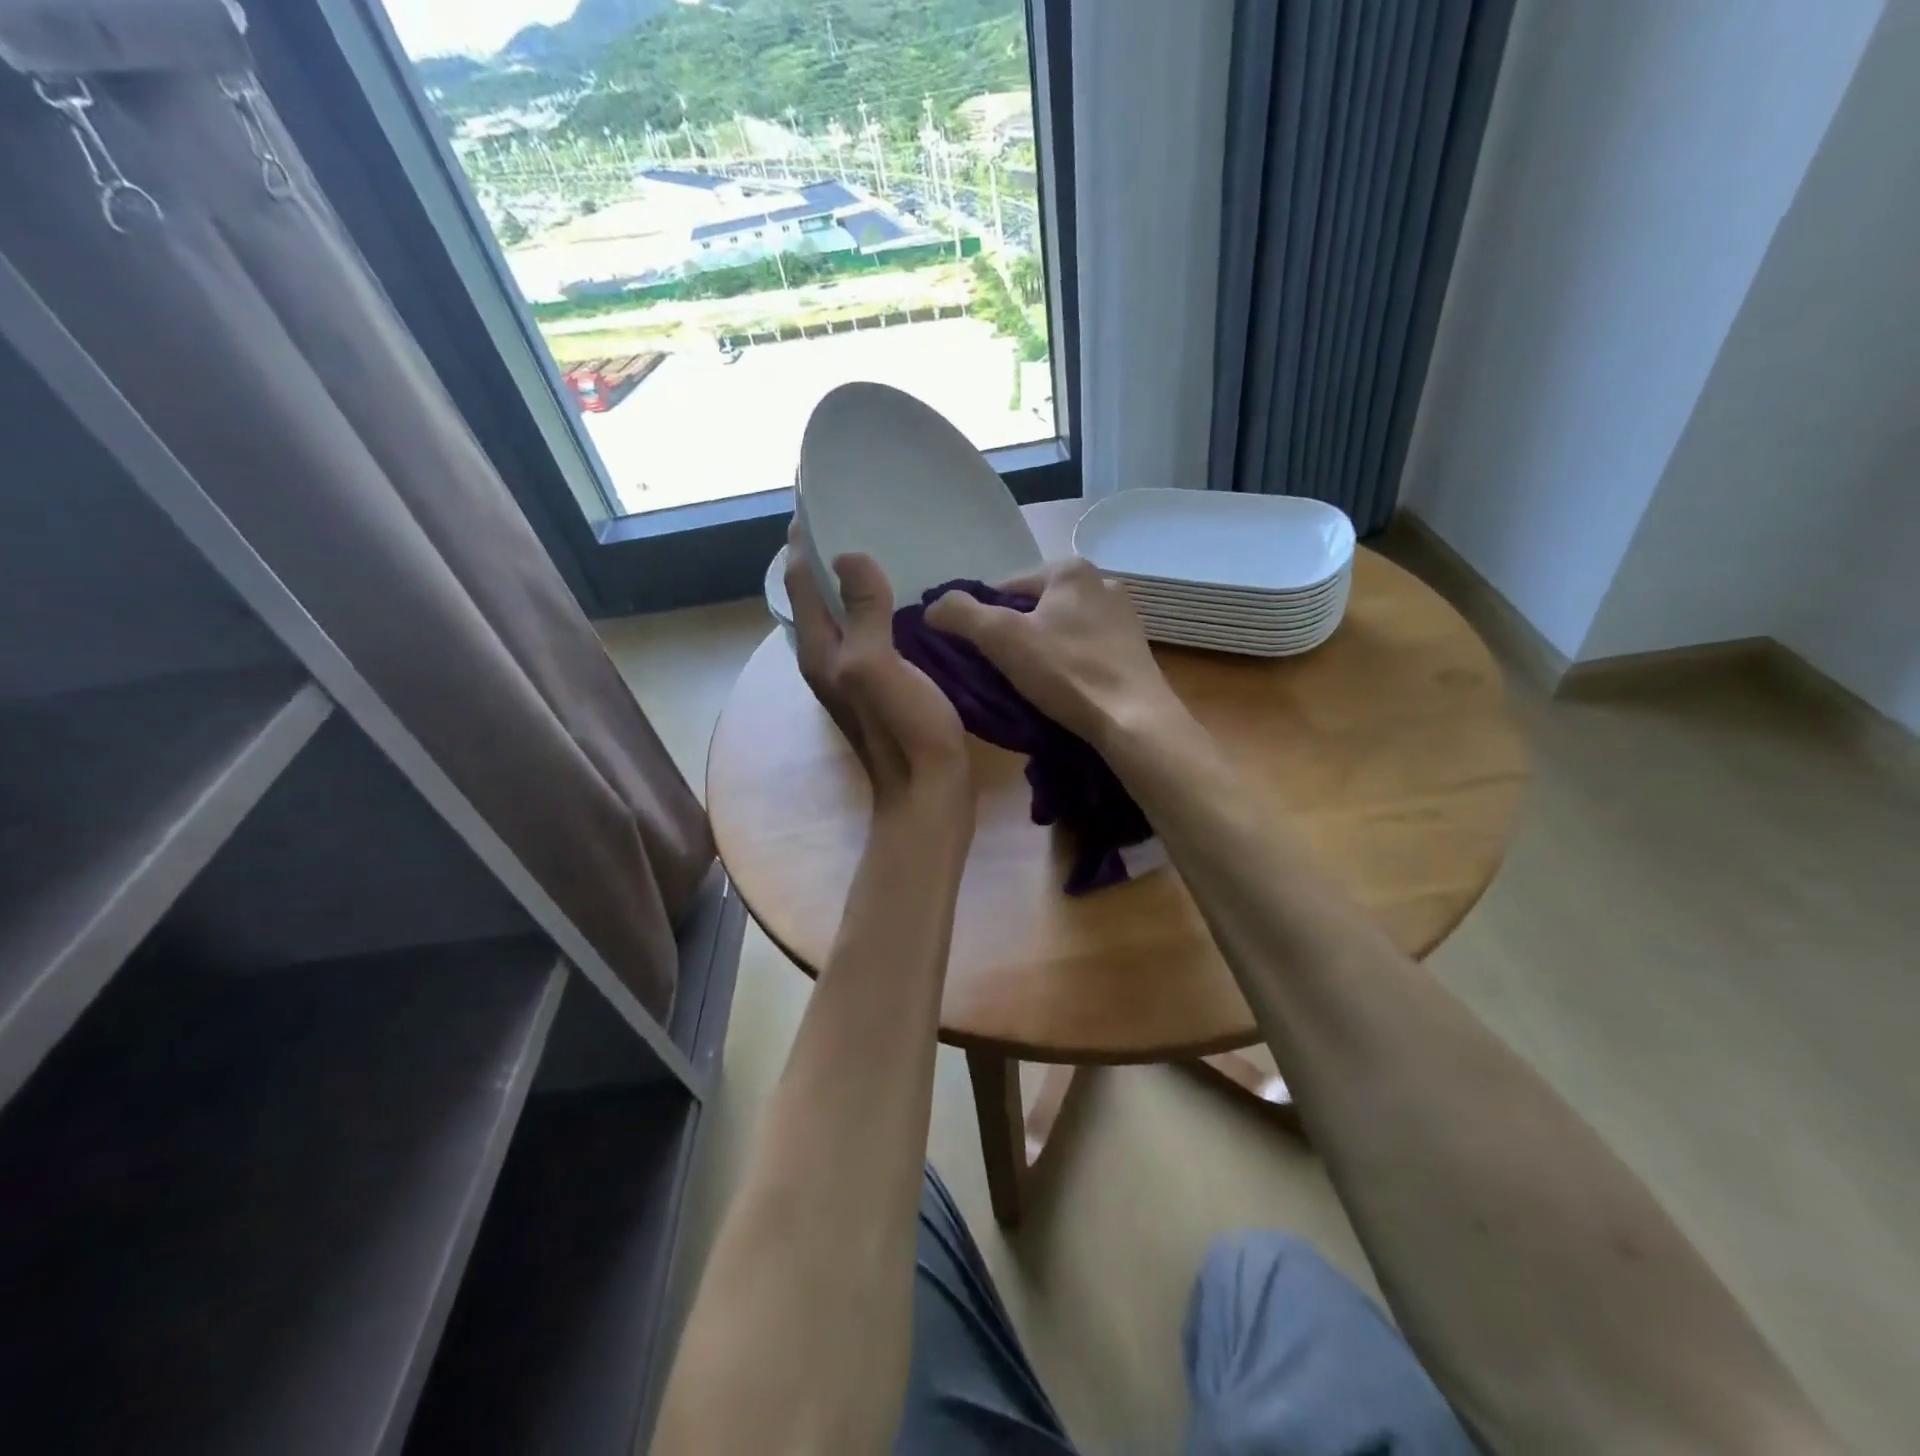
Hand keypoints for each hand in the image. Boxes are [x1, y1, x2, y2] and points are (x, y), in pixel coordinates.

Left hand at [786, 527, 971, 816]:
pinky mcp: (882, 681)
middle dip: (829, 551)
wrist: (928, 793)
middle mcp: (828, 656)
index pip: (797, 579)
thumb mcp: (876, 665)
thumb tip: (847, 555)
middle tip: (859, 510)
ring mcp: (854, 671)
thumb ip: (862, 611)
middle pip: (818, 592)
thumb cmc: (903, 729)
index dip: (803, 538)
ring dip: (856, 577)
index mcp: (819, 648)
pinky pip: (873, 627)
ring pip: (846, 610)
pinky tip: (910, 593)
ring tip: (885, 540)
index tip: (820, 496)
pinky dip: (881, 602)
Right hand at [924, 557, 1185, 749]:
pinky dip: (1067, 663)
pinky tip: (1061, 688)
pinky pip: (1084, 648)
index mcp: (1070, 568)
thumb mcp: (1002, 638)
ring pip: (1060, 628)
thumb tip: (932, 607)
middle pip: (1034, 607)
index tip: (973, 653)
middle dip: (1014, 634)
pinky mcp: (1134, 648)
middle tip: (999, 671)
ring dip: (1040, 650)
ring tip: (1028, 684)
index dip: (980, 618)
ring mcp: (1123, 616)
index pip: (1004, 587)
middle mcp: (1102, 580)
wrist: (1134, 720)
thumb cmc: (1066, 672)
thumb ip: (960, 614)